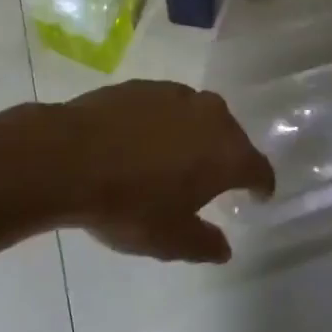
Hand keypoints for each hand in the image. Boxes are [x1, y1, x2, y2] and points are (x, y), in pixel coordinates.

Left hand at [49, 81, 274, 263]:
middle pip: (231, 136)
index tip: (258, 195)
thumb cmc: (129, 204)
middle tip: (214, 180)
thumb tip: (224, 246)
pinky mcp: (144, 85)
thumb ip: (204, 243)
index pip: (258, 168)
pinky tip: (143, 142)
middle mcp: (209, 115)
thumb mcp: (169, 240)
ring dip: (195, 135)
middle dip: (227, 156)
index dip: (260, 185)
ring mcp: (176, 94)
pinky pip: (167, 106)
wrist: (71, 156)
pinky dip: (164, 123)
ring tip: (176, 159)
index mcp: (226, 152)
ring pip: (199, 115)